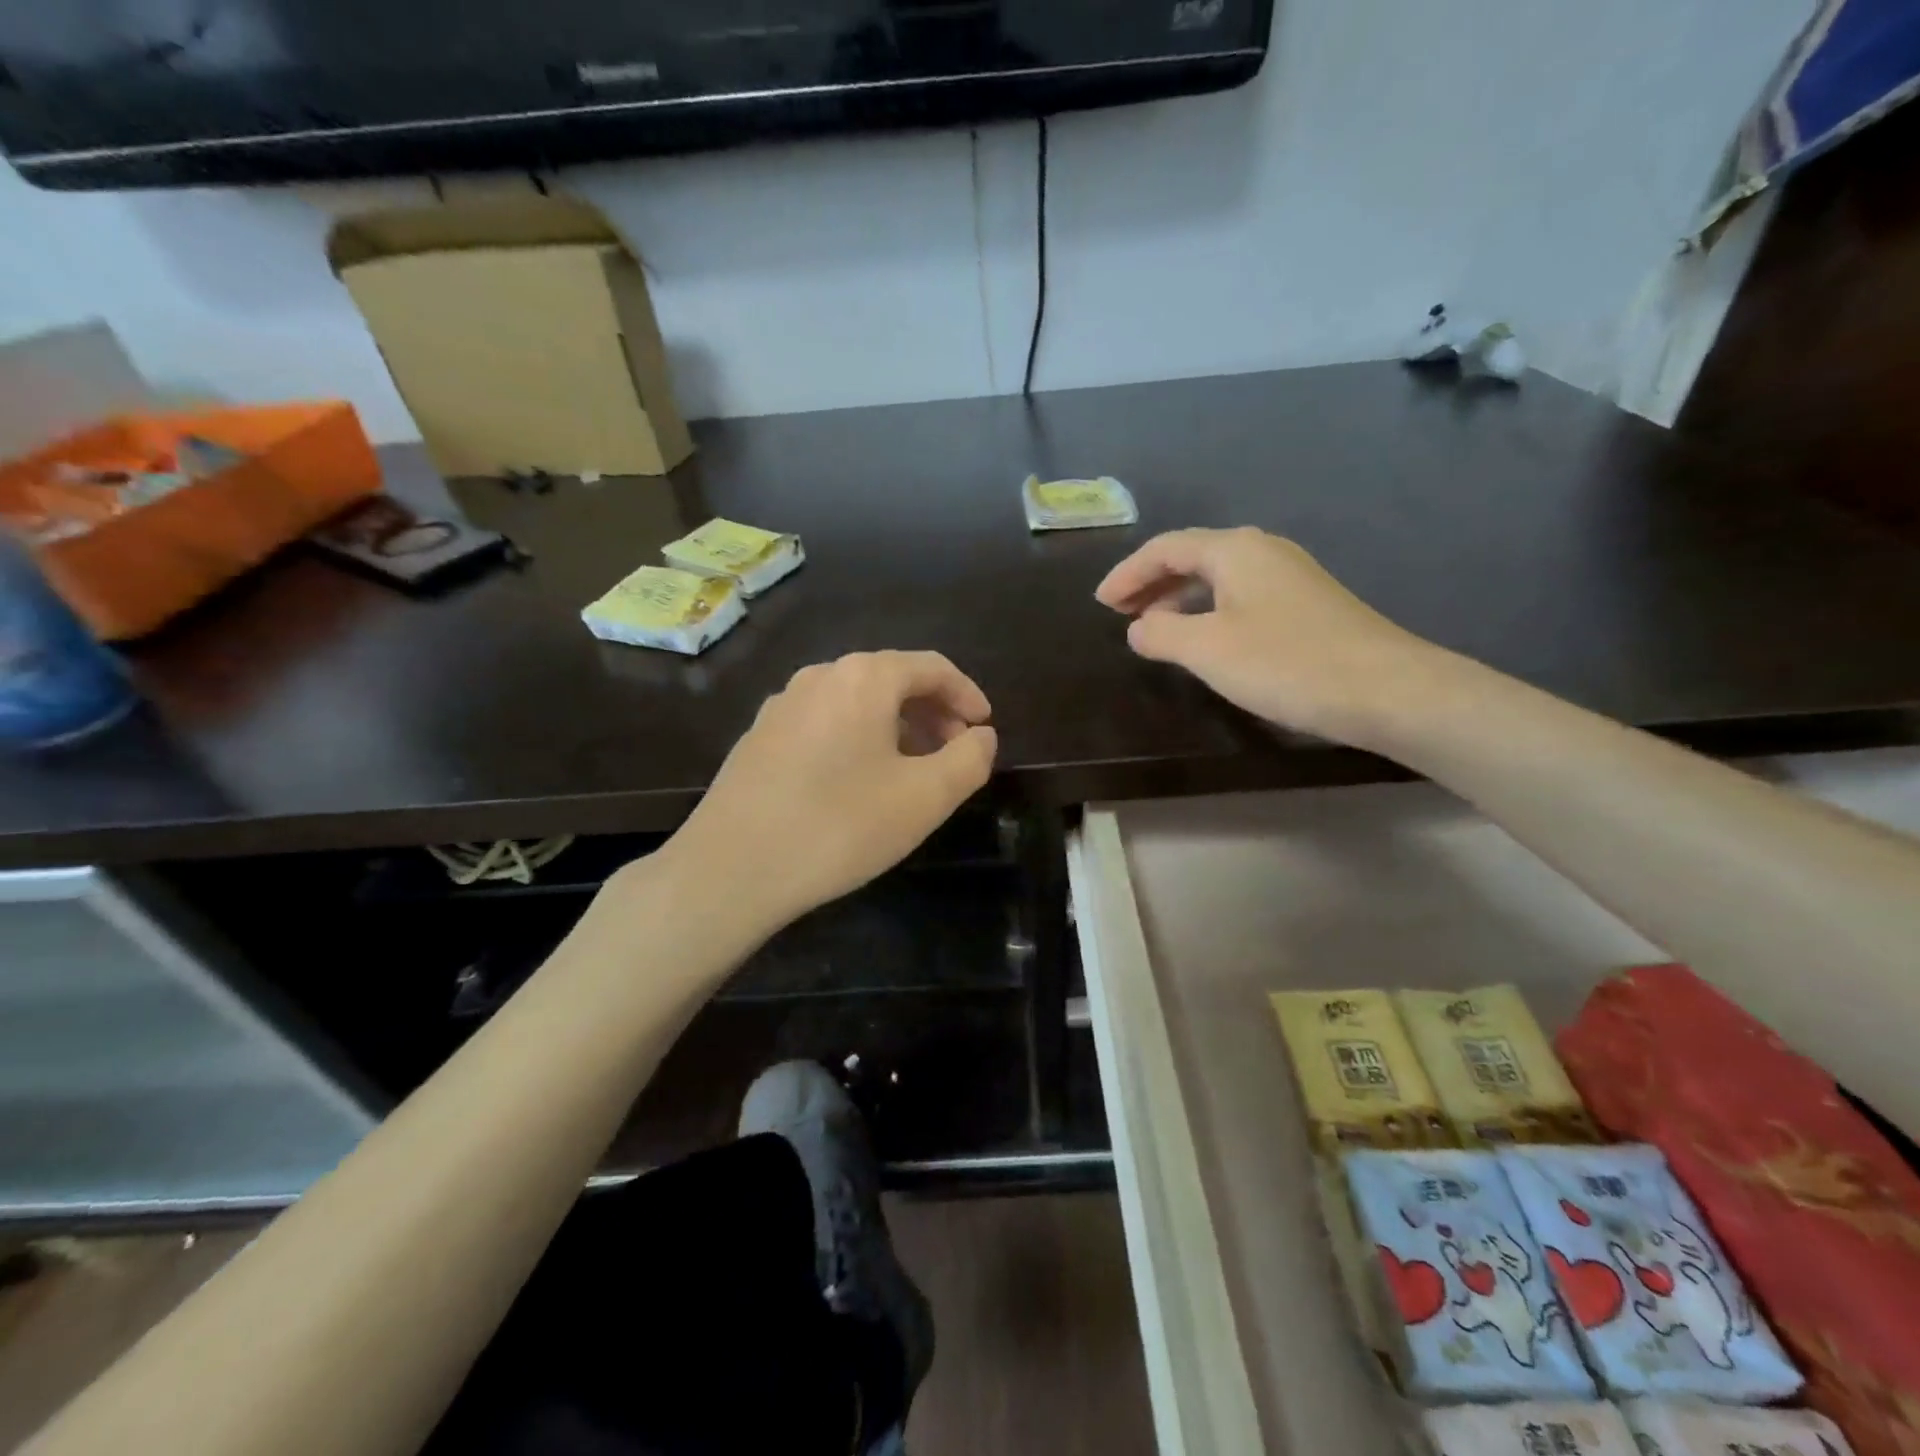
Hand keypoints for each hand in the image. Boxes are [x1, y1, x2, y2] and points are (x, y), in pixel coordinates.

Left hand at [666, 651, 997, 929]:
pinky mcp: (759, 737)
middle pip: (892, 680)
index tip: (985, 728)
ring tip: (913, 769)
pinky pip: (825, 722)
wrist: (731, 868)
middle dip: (932, 712)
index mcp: (863, 678)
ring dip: (896, 726)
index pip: (931, 667)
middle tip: (954, 752)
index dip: (967, 695)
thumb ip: (969, 760)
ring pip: (856, 702)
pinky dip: (858, 738)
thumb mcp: (925, 798)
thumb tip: (981, 736)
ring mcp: (782, 705)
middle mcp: (820, 676)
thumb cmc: (839, 826)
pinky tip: (859, 781)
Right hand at [1095, 527, 1445, 745]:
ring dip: (1179, 598)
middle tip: (1119, 613)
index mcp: (1234, 549)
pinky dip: (1208, 610)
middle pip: (1192, 556)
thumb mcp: (1207, 649)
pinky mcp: (1307, 604)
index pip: (1165, 548)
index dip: (1127, 573)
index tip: (1100, 604)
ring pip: (1218, 577)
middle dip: (1151, 583)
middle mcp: (1263, 550)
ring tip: (1153, 628)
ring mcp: (1290, 576)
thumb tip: (1138, 627)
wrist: (1387, 690)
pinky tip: (1205, 640)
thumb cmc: (1286, 663)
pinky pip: (1240, 596)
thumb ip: (1160, 633)